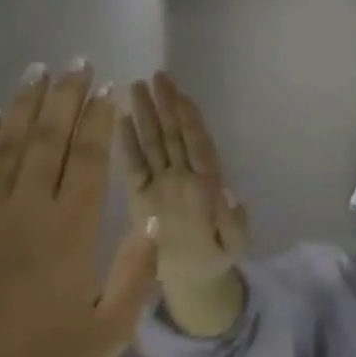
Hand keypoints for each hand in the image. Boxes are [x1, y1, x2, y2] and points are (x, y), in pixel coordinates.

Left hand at [0, 62, 158, 356]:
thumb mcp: (108, 333)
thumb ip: (135, 273)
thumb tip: (154, 220)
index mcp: (70, 234)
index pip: (89, 161)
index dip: (99, 122)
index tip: (107, 89)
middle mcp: (26, 213)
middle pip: (48, 142)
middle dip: (66, 98)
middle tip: (77, 61)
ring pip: (7, 148)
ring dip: (26, 106)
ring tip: (38, 71)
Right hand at [118, 72, 247, 294]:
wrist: (192, 280)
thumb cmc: (214, 259)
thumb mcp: (232, 245)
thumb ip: (232, 222)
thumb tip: (230, 192)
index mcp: (206, 186)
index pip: (197, 145)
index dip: (191, 120)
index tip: (182, 95)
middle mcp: (182, 177)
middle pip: (175, 135)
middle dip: (167, 105)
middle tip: (158, 76)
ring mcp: (161, 184)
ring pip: (154, 143)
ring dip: (148, 115)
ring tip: (138, 87)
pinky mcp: (140, 195)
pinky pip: (133, 165)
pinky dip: (128, 144)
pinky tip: (122, 120)